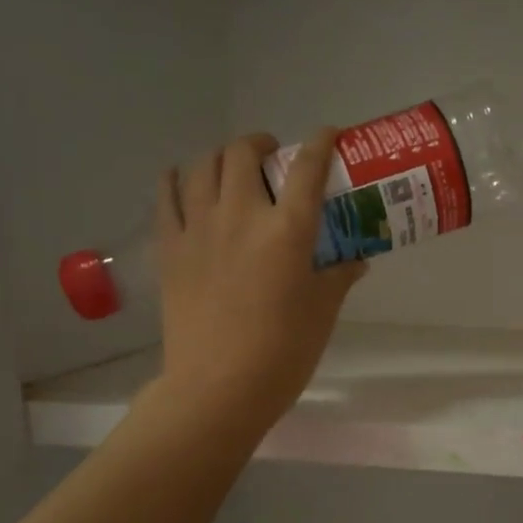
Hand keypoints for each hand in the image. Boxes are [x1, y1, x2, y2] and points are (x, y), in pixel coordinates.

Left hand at [153, 129, 362, 439]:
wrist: (219, 388)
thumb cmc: (283, 353)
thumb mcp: (323, 313)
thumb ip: (339, 277)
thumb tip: (355, 260)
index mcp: (288, 231)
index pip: (307, 168)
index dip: (319, 143)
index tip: (326, 134)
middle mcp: (242, 215)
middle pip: (243, 153)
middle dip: (261, 145)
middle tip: (273, 159)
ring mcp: (199, 229)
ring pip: (203, 166)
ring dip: (221, 157)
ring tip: (232, 170)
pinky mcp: (170, 248)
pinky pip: (166, 196)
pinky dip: (178, 179)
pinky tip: (185, 183)